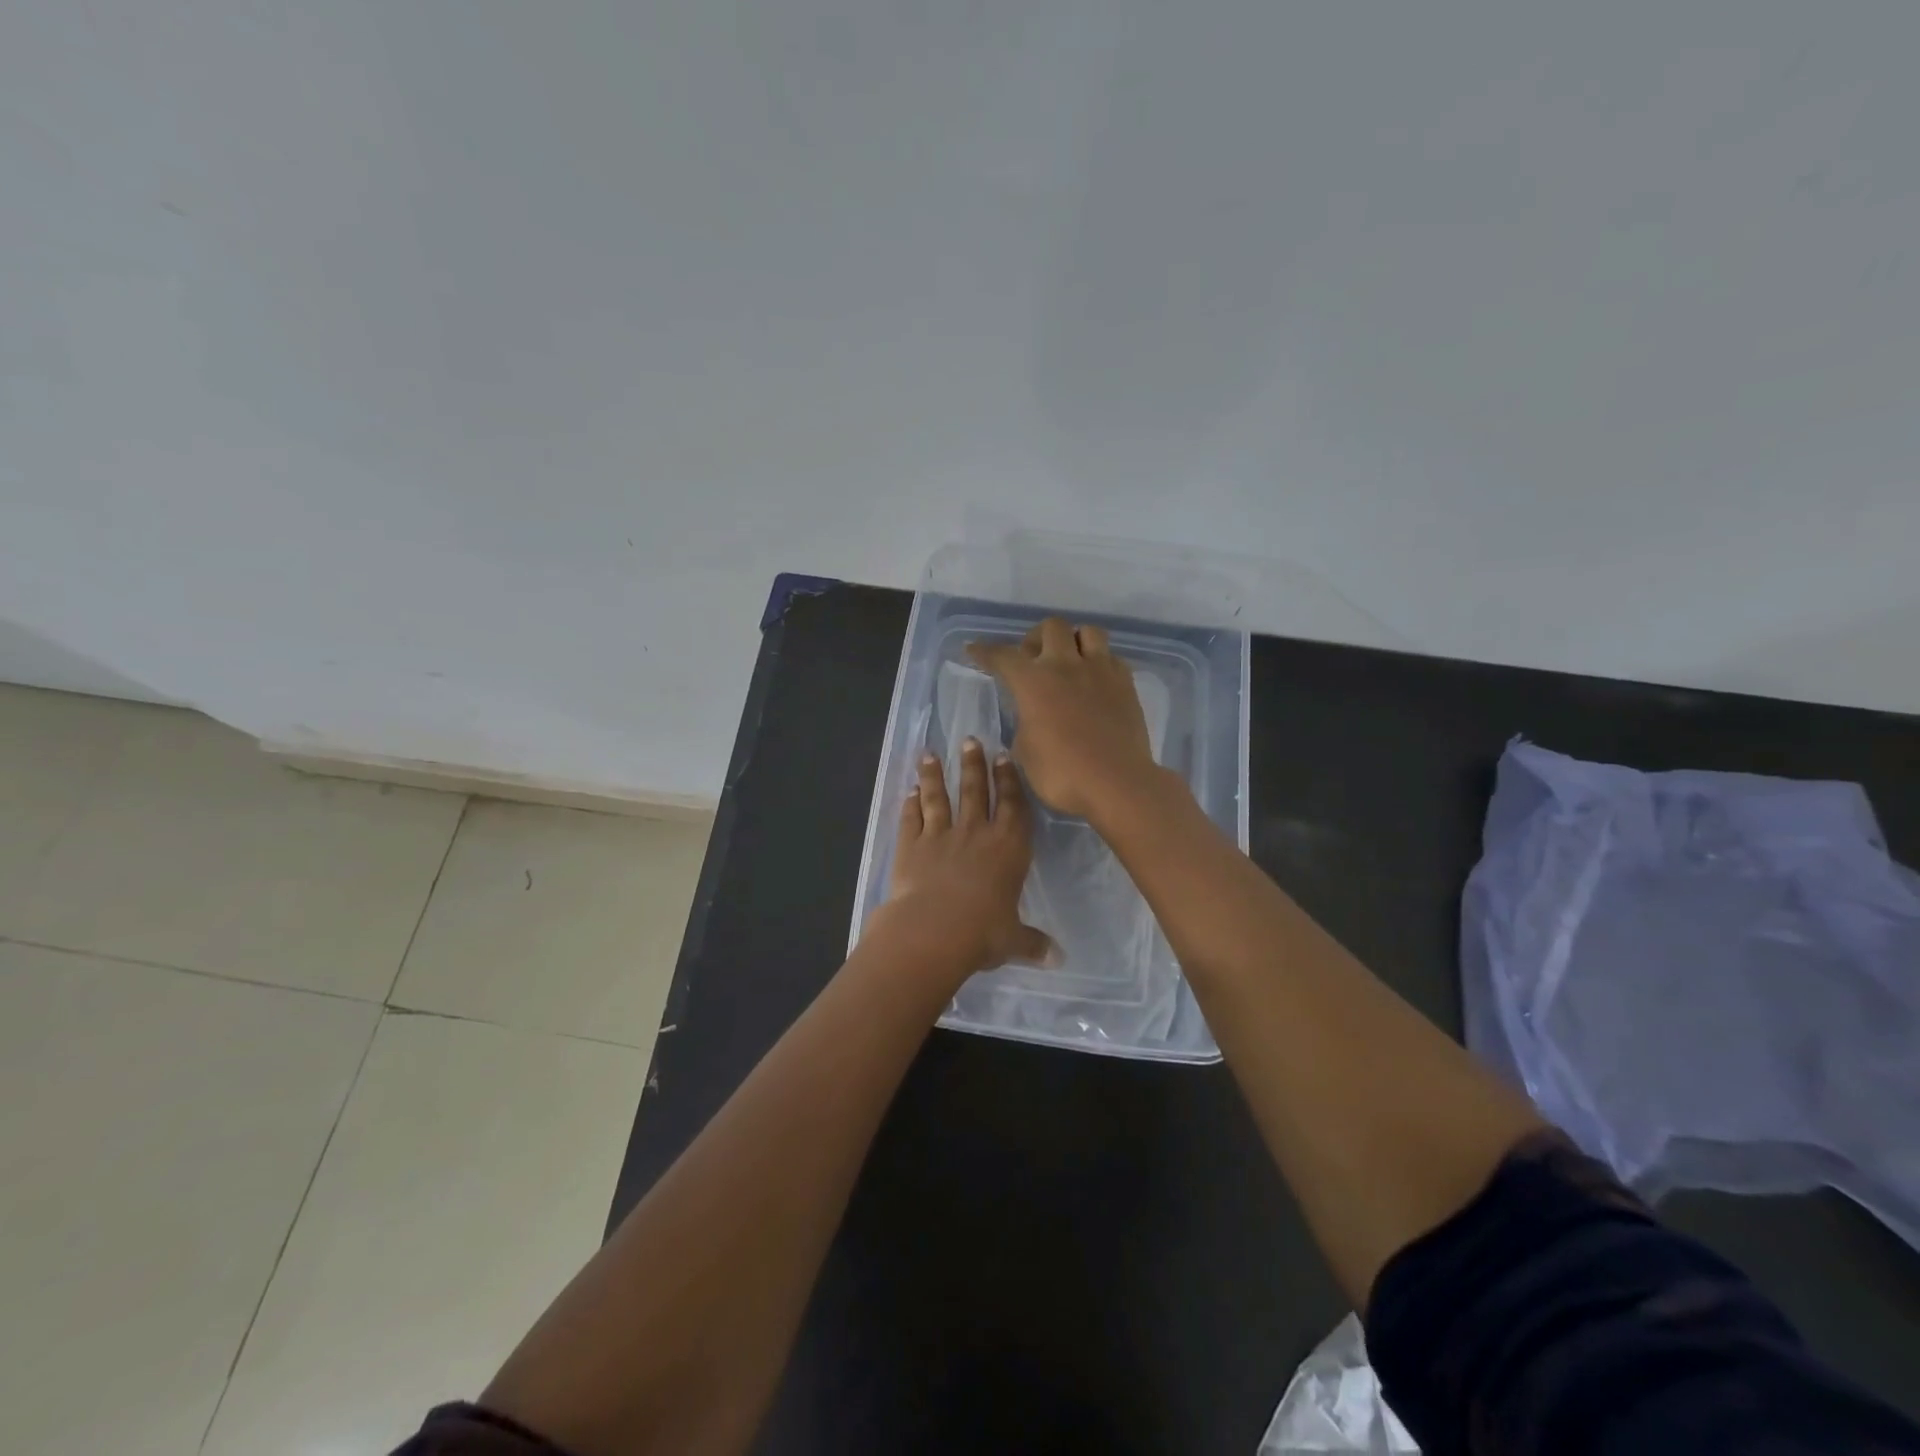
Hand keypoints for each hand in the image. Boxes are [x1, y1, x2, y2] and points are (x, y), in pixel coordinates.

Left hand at [879, 738, 1057, 973]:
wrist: (932, 931)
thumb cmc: (982, 933)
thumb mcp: (1013, 941)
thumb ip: (1033, 943)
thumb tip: (1057, 959)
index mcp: (1008, 848)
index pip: (1012, 805)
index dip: (1008, 780)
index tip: (1003, 757)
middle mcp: (975, 833)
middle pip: (975, 791)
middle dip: (973, 764)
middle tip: (969, 740)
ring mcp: (940, 835)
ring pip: (938, 797)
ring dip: (934, 775)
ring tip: (930, 755)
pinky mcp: (910, 845)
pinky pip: (911, 818)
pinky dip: (909, 804)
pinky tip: (909, 792)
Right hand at [965, 617, 1158, 819]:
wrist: (1117, 783)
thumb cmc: (1062, 773)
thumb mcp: (1025, 751)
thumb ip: (1024, 722)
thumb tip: (1032, 713)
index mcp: (1033, 681)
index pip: (1003, 656)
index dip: (985, 651)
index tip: (974, 649)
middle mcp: (1066, 665)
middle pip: (1050, 627)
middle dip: (1036, 638)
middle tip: (1032, 660)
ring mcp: (1100, 670)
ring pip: (1087, 631)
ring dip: (1073, 640)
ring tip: (1069, 662)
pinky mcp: (1126, 683)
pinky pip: (1111, 657)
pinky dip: (1099, 662)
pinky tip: (1094, 681)